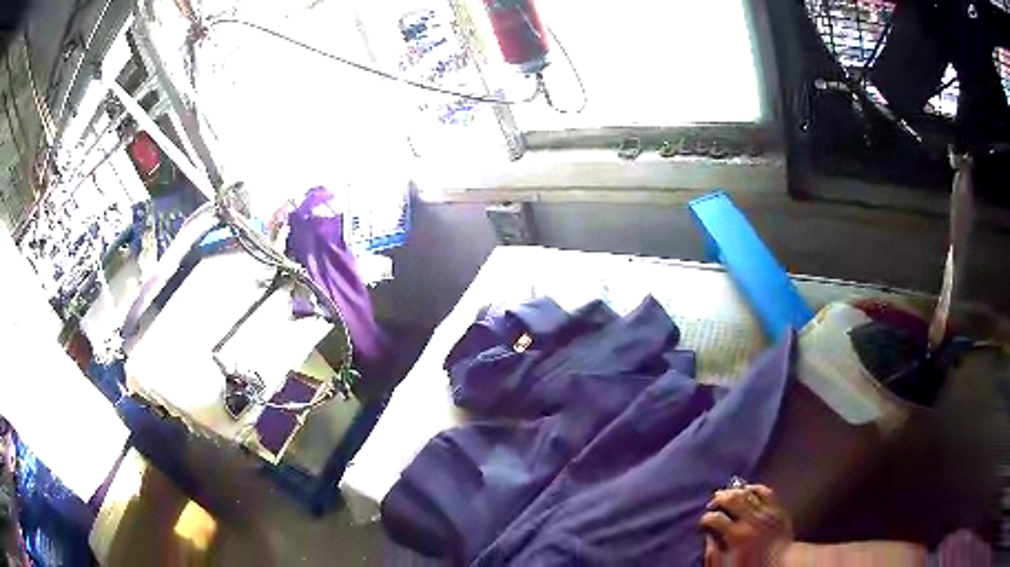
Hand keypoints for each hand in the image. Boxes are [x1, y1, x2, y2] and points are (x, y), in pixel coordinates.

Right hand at [700, 484, 792, 566]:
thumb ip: (714, 551)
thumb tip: (709, 535)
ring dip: (735, 491)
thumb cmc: (751, 566)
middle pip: (732, 499)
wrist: (782, 564)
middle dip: (719, 498)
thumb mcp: (726, 564)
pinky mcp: (778, 509)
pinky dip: (755, 488)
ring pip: (748, 492)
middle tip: (713, 502)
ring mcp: (767, 512)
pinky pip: (766, 491)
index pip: (714, 518)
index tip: (704, 522)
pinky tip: (748, 491)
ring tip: (728, 494)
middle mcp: (752, 520)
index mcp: (737, 536)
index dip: (706, 519)